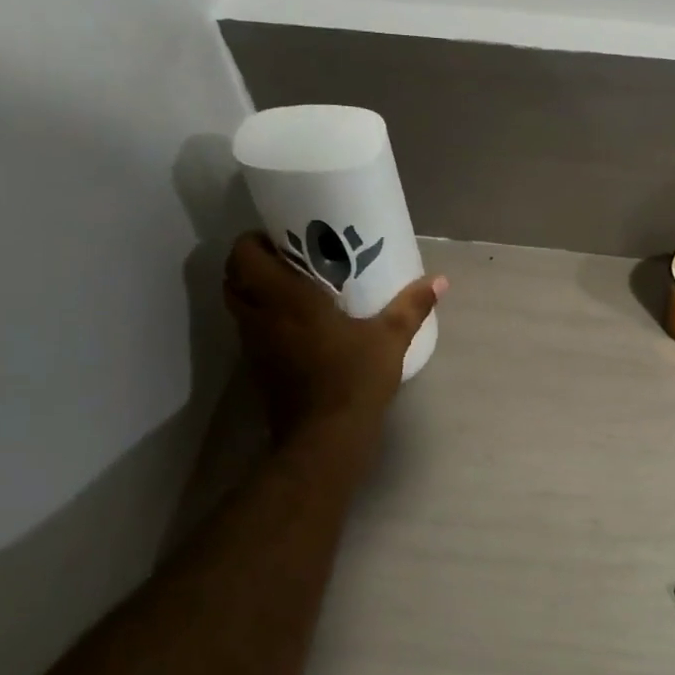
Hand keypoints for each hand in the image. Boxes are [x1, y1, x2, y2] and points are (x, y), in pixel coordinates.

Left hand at [223, 231, 444, 436]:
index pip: (244, 255)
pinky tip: (298, 325)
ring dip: (256, 292)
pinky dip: (264, 320)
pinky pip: (252, 331)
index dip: (254, 240)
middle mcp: (260, 316)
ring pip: (239, 305)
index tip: (282, 237)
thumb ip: (412, 306)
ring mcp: (255, 344)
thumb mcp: (389, 339)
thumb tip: (440, 280)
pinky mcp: (258, 368)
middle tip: (288, 260)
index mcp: (285, 298)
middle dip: (253, 263)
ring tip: (293, 288)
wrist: (326, 436)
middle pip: (233, 277)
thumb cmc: (354, 378)